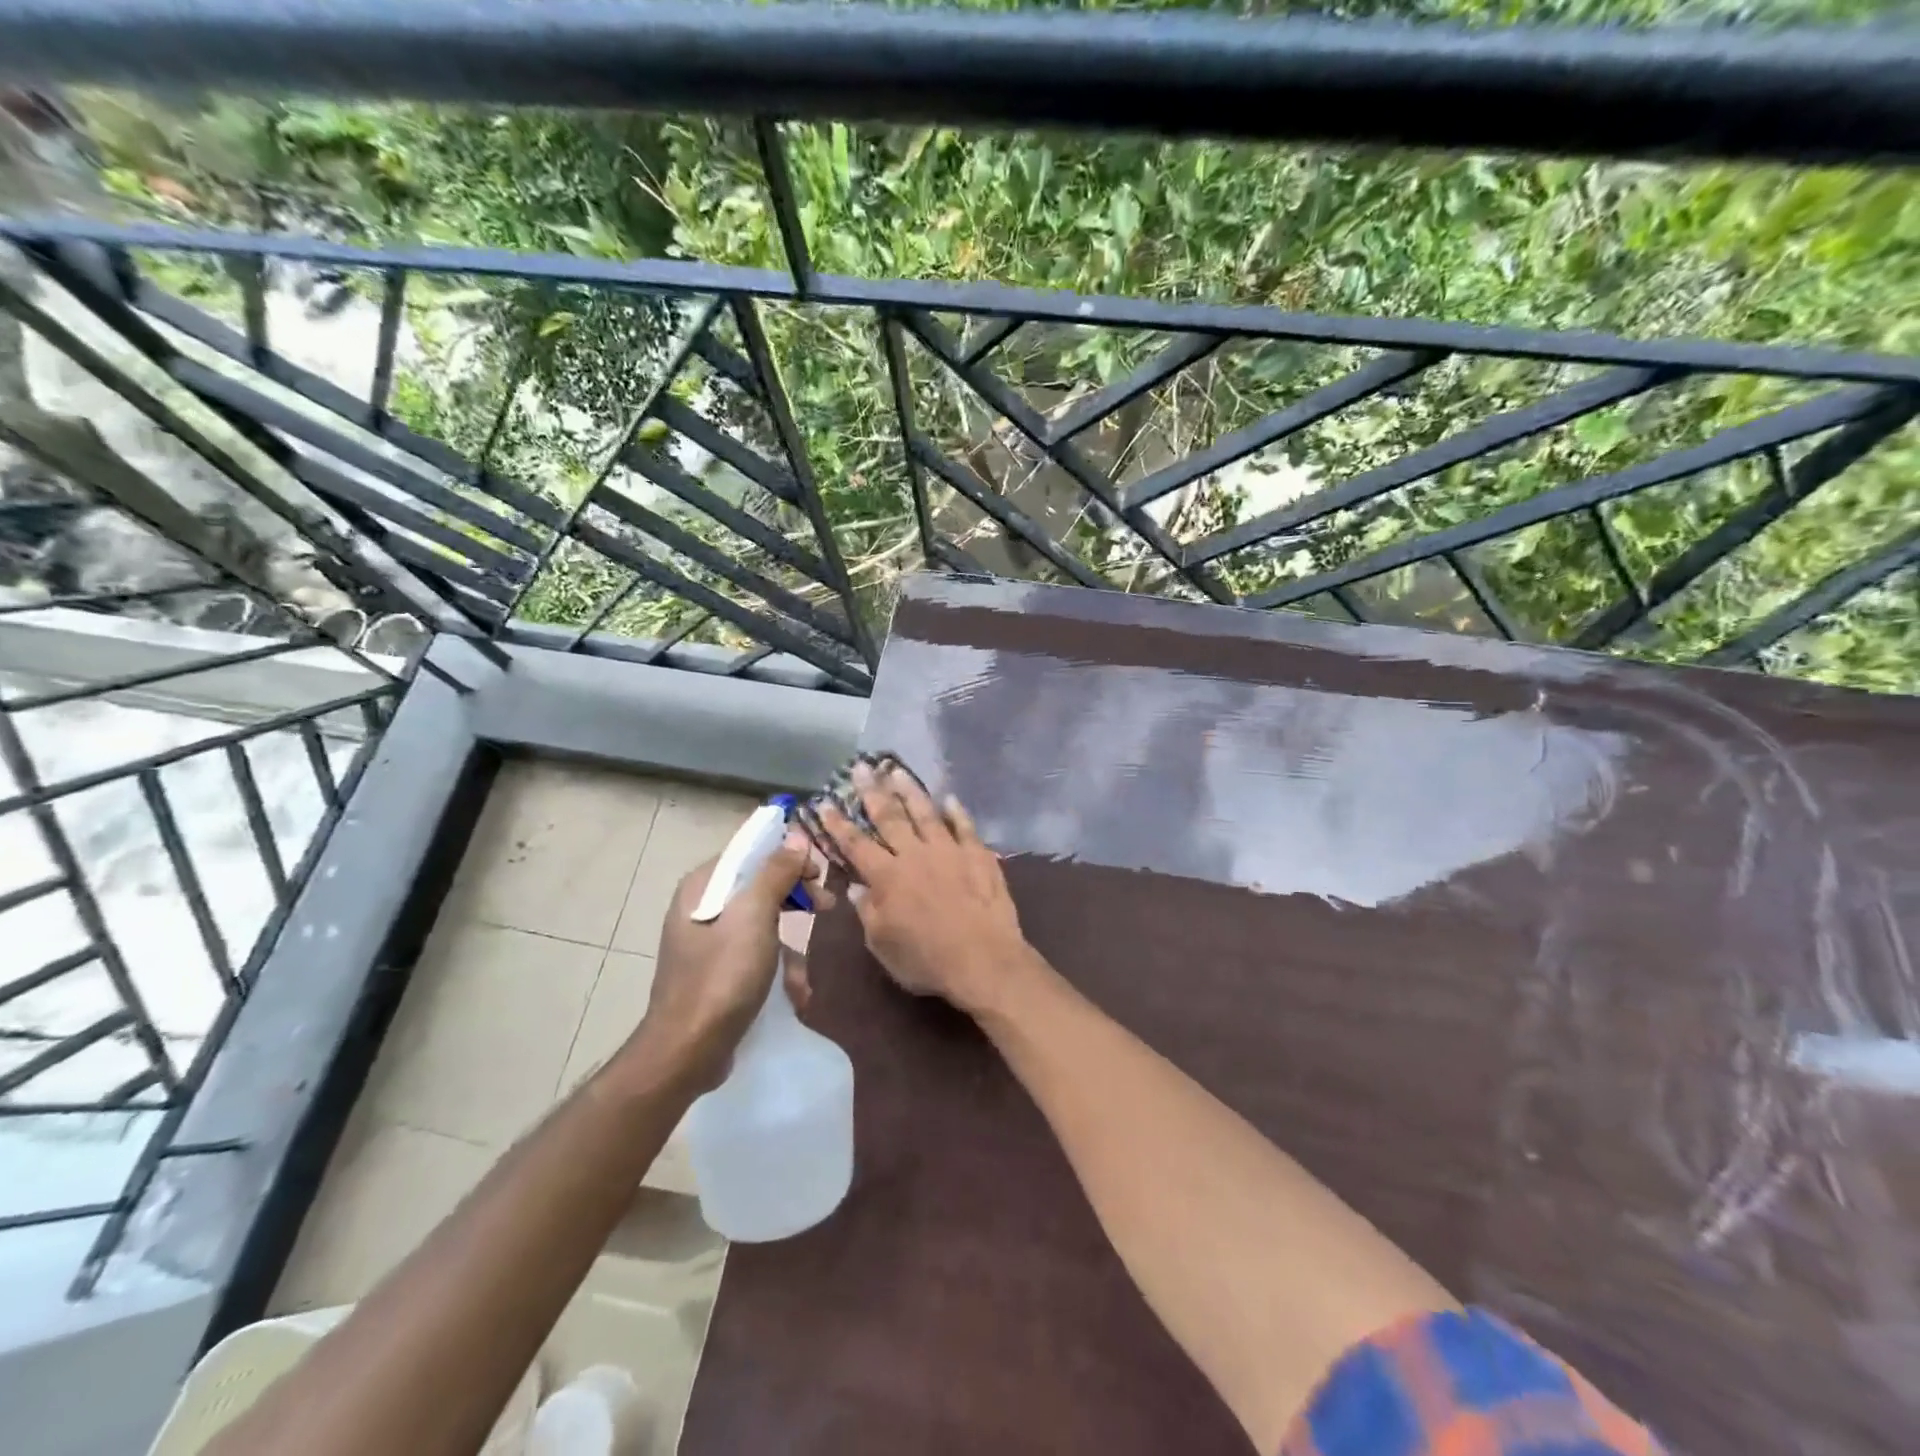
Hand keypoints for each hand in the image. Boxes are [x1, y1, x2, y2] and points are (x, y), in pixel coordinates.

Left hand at [624, 827, 827, 1089]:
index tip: (820, 872)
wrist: (688, 1051)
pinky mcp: (716, 973)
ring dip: (790, 947)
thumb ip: (776, 873)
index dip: (788, 856)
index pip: (751, 853)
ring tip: (803, 976)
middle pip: (760, 887)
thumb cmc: (722, 976)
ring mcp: (707, 942)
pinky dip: (777, 970)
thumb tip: (796, 838)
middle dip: (796, 899)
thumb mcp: (754, 917)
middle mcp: (701, 907)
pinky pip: (755, 956)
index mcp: (703, 886)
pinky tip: (794, 994)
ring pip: (762, 924)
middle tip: (827, 907)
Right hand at [814, 760, 1030, 1015]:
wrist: (985, 960)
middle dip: (873, 791)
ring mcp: (949, 851)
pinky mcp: (979, 856)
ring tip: (898, 770)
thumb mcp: (883, 945)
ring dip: (910, 791)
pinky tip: (950, 798)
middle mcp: (915, 855)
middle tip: (862, 767)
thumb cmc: (927, 960)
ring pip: (926, 813)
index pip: (856, 844)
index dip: (839, 823)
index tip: (825, 801)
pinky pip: (966, 827)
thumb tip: (857, 887)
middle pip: (890, 817)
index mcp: (887, 877)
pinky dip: (957, 811)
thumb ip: (868, 912)